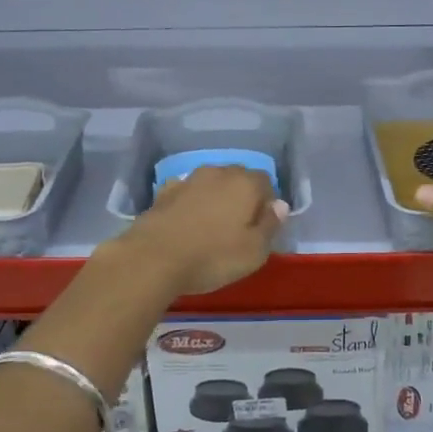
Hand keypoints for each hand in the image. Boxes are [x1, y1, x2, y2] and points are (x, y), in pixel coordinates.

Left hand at [115, 165, 287, 295]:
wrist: (153, 258)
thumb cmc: (213, 257)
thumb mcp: (254, 251)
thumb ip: (271, 225)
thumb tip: (279, 205)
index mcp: (245, 183)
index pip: (266, 183)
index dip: (267, 204)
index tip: (261, 229)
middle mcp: (218, 173)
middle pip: (238, 179)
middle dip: (242, 198)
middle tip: (238, 229)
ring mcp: (188, 180)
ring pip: (211, 184)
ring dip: (215, 199)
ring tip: (211, 227)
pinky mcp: (163, 193)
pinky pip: (186, 194)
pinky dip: (191, 204)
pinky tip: (186, 224)